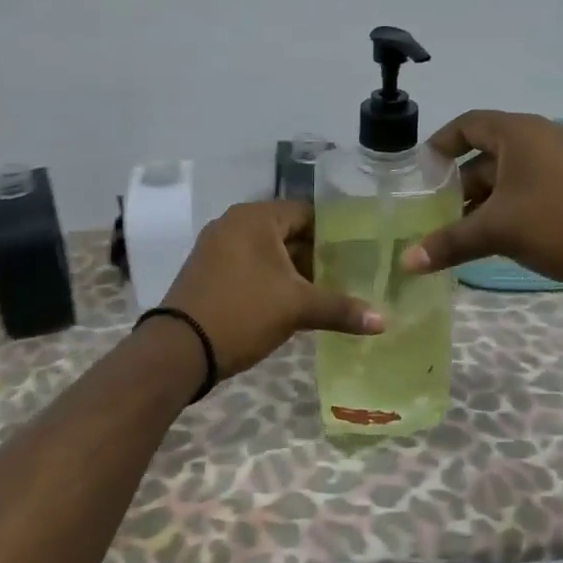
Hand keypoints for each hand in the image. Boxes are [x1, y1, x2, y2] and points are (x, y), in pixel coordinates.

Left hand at [160, 200, 384, 378]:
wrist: (179, 350)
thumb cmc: (242, 313)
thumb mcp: (296, 308)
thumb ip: (341, 308)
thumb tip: (384, 320)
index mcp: (255, 218)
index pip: (307, 212)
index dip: (336, 232)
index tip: (361, 252)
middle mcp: (233, 224)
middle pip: (288, 232)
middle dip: (317, 255)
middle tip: (350, 275)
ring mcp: (216, 248)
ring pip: (268, 253)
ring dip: (294, 271)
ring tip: (327, 292)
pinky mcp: (208, 272)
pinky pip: (249, 267)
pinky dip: (271, 280)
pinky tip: (292, 304)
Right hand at [401, 110, 562, 298]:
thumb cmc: (559, 224)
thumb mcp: (498, 231)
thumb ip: (449, 243)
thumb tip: (406, 262)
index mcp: (519, 133)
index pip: (467, 124)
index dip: (440, 144)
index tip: (420, 172)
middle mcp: (542, 137)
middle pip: (488, 153)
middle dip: (460, 183)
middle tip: (436, 213)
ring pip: (511, 174)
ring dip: (485, 199)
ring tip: (462, 230)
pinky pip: (533, 186)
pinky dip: (511, 205)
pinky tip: (500, 236)